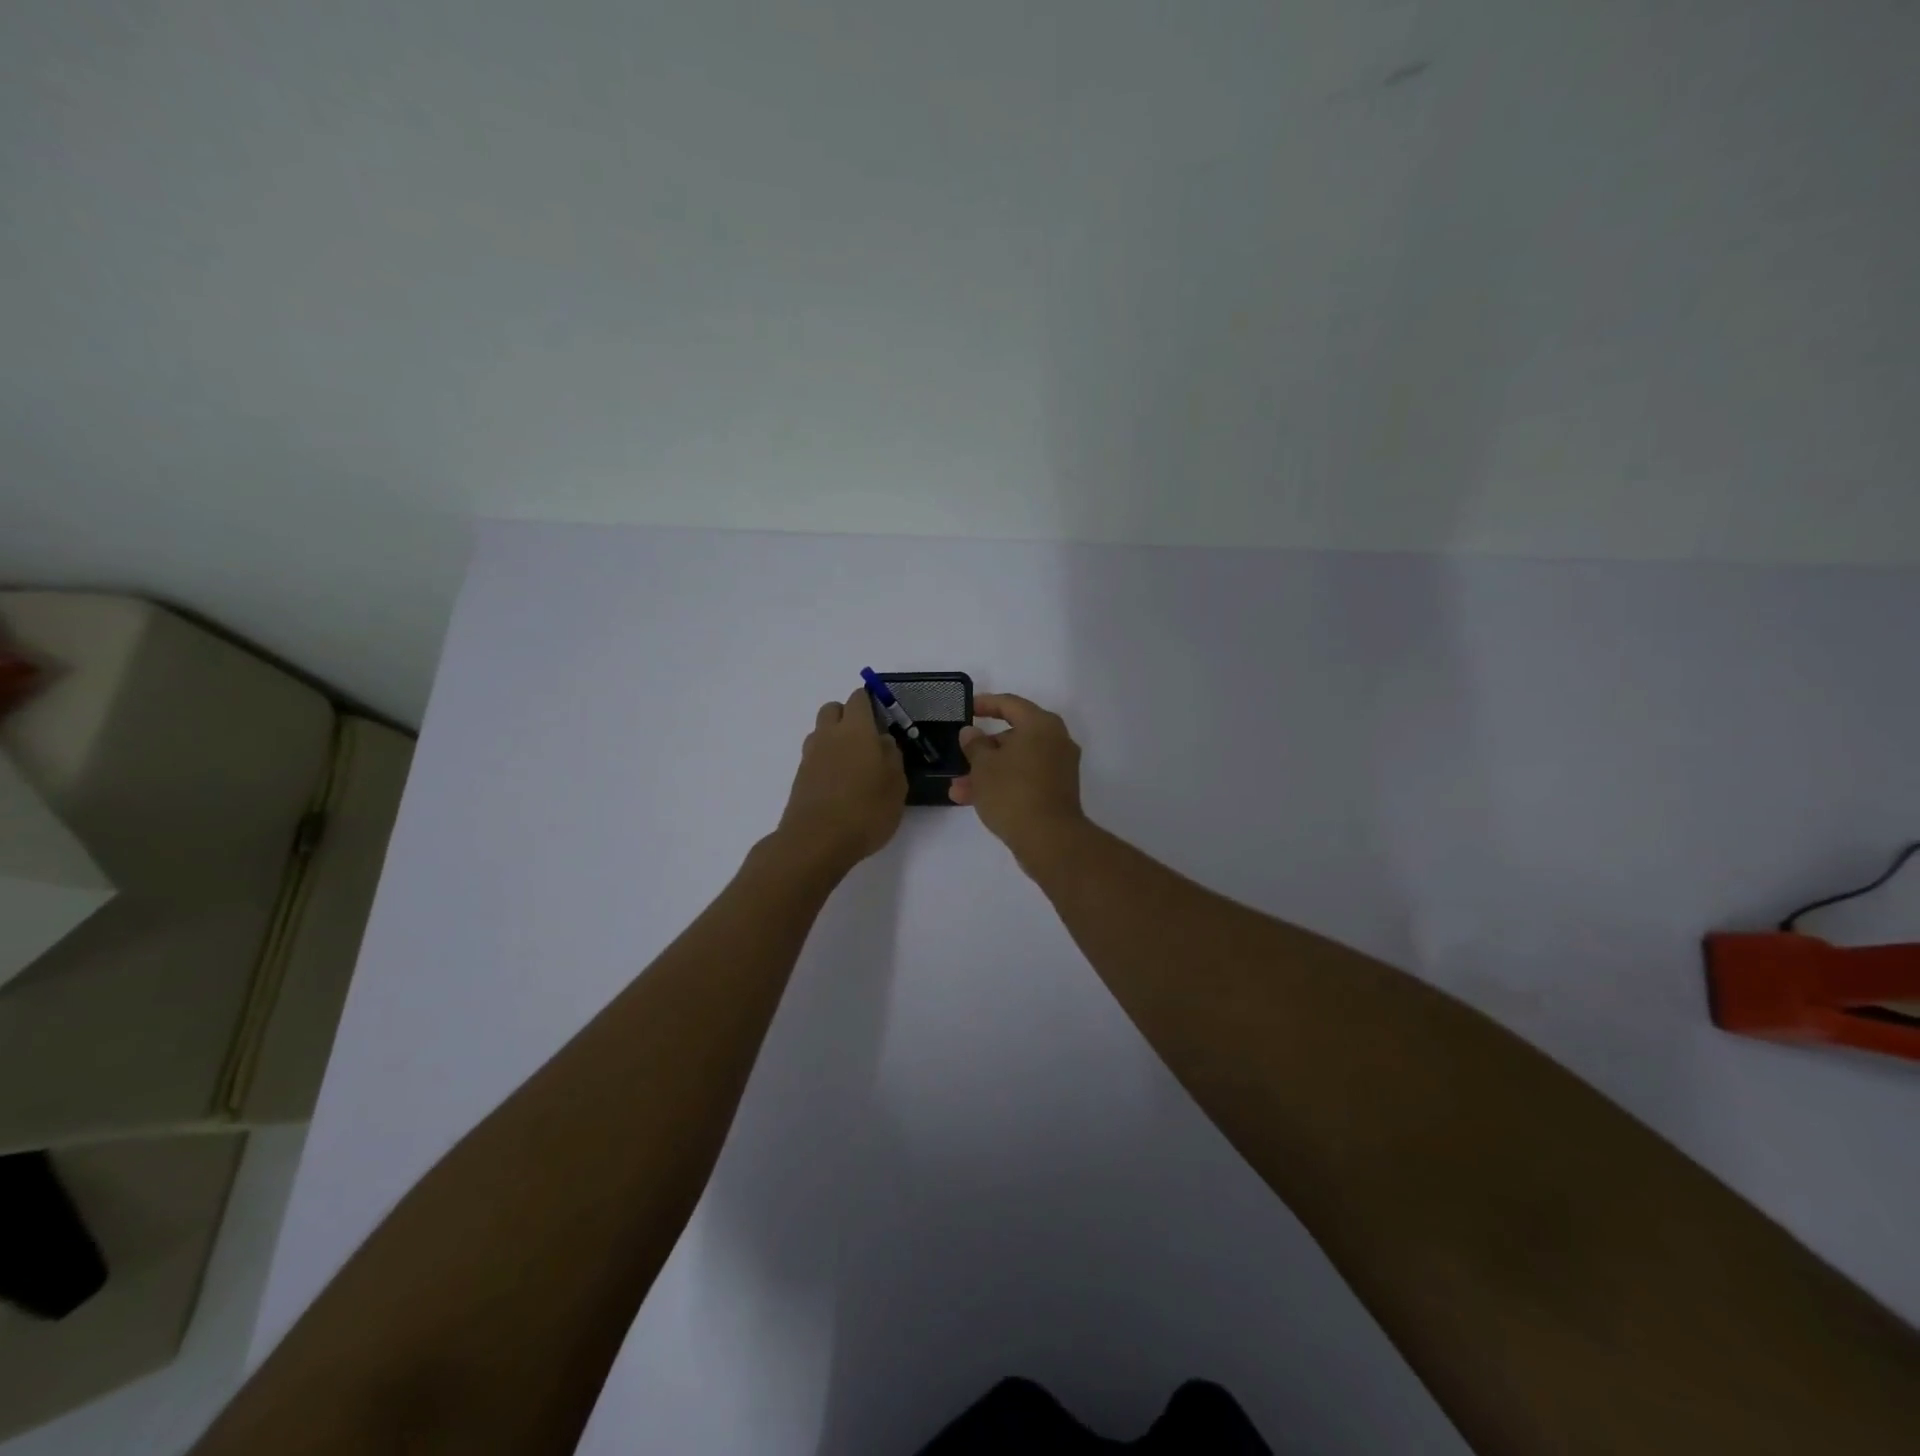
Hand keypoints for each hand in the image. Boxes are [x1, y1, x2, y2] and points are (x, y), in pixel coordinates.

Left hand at [776, 689, 907, 869]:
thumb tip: (883, 741)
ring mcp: (810, 756)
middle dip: (848, 716)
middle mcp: (829, 735)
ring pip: (821, 732)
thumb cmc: (866, 810)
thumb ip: (892, 757)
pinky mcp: (800, 777)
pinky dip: (827, 761)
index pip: (859, 698)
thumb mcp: (896, 785)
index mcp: (856, 729)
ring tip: (854, 764)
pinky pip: (815, 757)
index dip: (871, 702)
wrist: (816, 842)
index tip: (884, 717)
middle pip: (833, 709)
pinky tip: (841, 784)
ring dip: (835, 739)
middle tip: (867, 739)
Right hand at [948, 693, 1085, 857]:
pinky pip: (1025, 779)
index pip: (1010, 704)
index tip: (968, 708)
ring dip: (987, 772)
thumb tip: (971, 732)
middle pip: (1014, 735)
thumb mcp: (983, 766)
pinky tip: (974, 801)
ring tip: (958, 789)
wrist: (1049, 839)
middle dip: (983, 749)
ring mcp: (1059, 768)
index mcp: (1041, 724)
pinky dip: (1003, 784)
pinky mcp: (1057, 791)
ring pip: (1016, 761)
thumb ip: (974, 744)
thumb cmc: (1012, 792)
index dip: (986, 704)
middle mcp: (1055, 741)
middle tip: (961, 755)